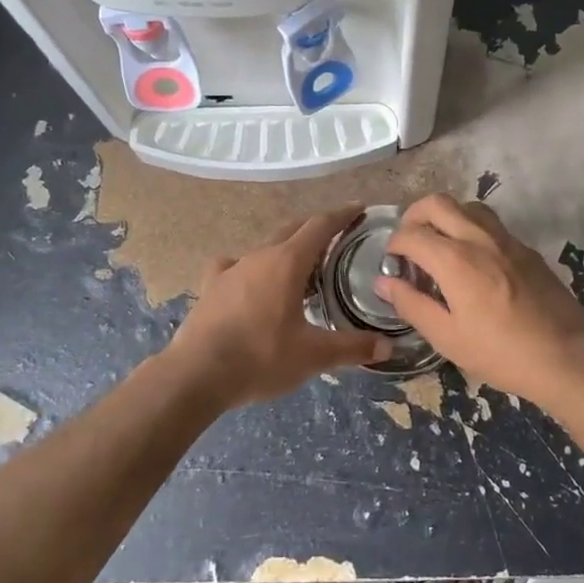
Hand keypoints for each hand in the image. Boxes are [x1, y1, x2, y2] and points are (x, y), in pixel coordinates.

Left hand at [167, 207, 391, 406]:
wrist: (196, 374)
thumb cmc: (260, 357)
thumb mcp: (313, 356)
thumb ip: (352, 348)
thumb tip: (387, 346)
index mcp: (288, 262)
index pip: (320, 225)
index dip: (342, 215)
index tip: (359, 208)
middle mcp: (260, 256)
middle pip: (293, 228)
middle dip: (316, 228)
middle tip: (337, 237)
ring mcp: (231, 269)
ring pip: (265, 246)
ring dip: (286, 248)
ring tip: (300, 265)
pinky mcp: (211, 286)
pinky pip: (235, 265)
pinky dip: (250, 267)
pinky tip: (250, 281)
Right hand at [376, 195, 583, 400]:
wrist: (565, 356)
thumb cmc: (500, 352)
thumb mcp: (447, 337)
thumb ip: (411, 304)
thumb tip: (384, 282)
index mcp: (454, 260)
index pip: (411, 234)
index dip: (394, 244)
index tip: (392, 262)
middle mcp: (478, 238)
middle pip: (437, 203)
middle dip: (415, 216)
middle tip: (410, 242)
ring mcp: (506, 239)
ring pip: (468, 206)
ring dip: (446, 217)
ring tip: (441, 245)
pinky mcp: (527, 249)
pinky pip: (491, 224)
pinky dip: (472, 229)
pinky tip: (474, 260)